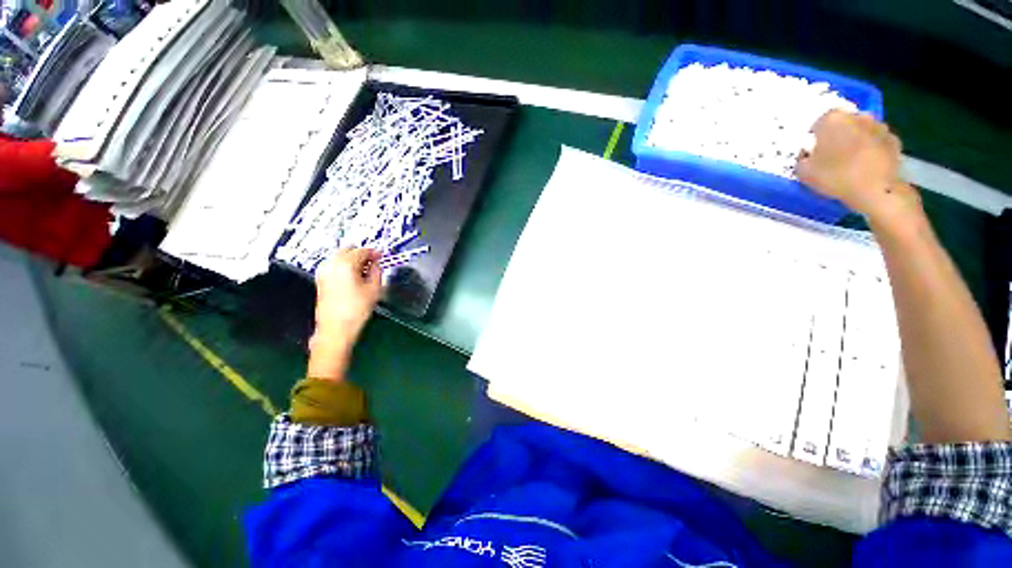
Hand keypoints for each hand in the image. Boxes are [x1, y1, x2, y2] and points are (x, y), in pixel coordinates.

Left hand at [308, 248, 381, 379]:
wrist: (336, 329)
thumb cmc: (356, 310)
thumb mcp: (375, 289)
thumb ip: (377, 271)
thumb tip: (376, 264)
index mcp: (345, 263)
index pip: (362, 251)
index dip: (374, 252)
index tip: (381, 256)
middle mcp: (331, 264)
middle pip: (348, 250)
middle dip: (362, 253)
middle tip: (374, 261)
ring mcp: (323, 272)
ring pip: (340, 257)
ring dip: (353, 259)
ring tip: (365, 270)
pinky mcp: (321, 281)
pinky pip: (334, 266)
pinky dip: (345, 266)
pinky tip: (354, 276)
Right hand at [797, 110, 918, 225]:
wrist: (876, 190)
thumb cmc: (836, 177)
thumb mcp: (804, 173)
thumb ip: (802, 160)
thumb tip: (807, 157)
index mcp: (832, 120)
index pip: (818, 123)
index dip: (814, 138)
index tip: (813, 152)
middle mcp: (857, 116)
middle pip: (843, 124)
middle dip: (837, 136)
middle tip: (831, 156)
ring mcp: (879, 126)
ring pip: (861, 131)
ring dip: (856, 141)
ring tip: (850, 162)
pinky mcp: (894, 140)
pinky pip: (877, 142)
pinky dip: (872, 150)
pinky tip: (866, 166)